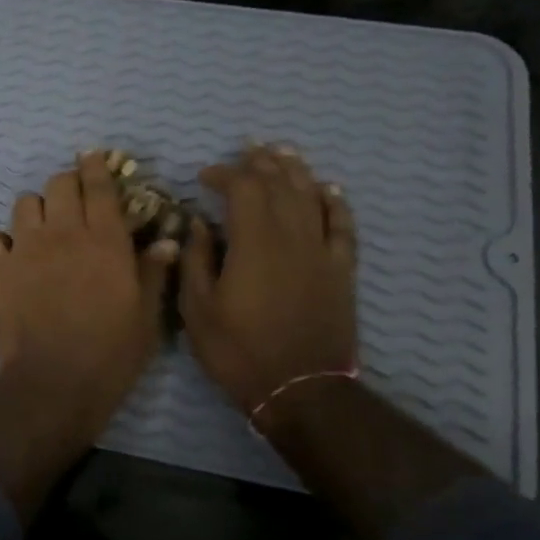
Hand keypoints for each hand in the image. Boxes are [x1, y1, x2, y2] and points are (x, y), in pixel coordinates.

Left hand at [0, 153, 178, 444]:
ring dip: (37, 210)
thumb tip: (166, 241)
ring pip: (25, 203)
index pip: (100, 187)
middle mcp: (64, 233)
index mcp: (106, 240)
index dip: (96, 167)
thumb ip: (153, 274)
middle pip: (60, 184)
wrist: (54, 382)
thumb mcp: (146, 317)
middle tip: (73, 202)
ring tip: (43, 231)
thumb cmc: (110, 354)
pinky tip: (9, 257)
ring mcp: (25, 249)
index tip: (92, 157)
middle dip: (68, 185)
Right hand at [179, 144, 358, 427]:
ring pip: (312, 197)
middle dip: (261, 163)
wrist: (300, 388)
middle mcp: (292, 237)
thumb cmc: (238, 351)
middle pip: (280, 185)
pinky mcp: (341, 270)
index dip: (224, 174)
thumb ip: (196, 261)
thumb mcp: (197, 310)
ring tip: (282, 152)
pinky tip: (329, 188)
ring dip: (296, 171)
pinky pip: (343, 226)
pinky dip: (336, 202)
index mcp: (253, 244)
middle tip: (246, 150)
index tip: (204, 176)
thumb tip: (198, 224)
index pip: (244, 189)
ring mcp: (321, 252)